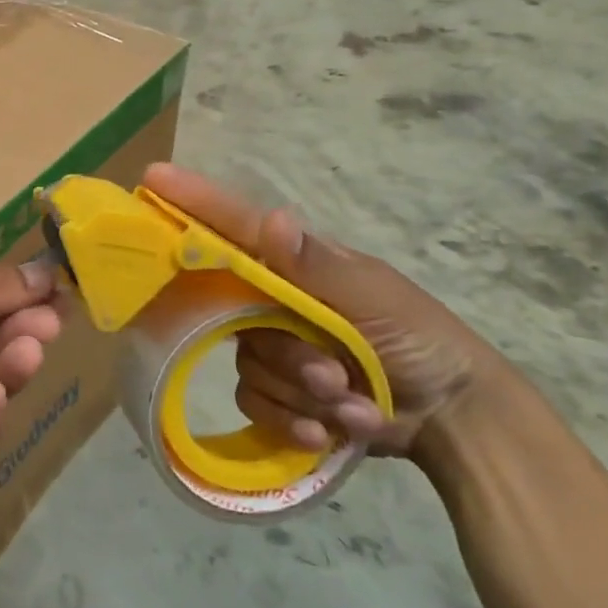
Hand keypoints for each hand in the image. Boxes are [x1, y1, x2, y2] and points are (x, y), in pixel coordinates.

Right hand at [141, 164, 506, 459]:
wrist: (455, 419)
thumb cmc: (419, 339)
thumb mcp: (374, 298)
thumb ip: (317, 265)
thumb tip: (272, 219)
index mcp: (296, 263)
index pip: (235, 226)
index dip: (193, 202)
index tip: (153, 178)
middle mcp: (275, 300)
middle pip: (235, 315)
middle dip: (287, 352)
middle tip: (332, 373)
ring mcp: (275, 346)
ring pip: (248, 365)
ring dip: (302, 392)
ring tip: (352, 404)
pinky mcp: (279, 392)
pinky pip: (255, 402)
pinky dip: (294, 420)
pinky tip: (330, 430)